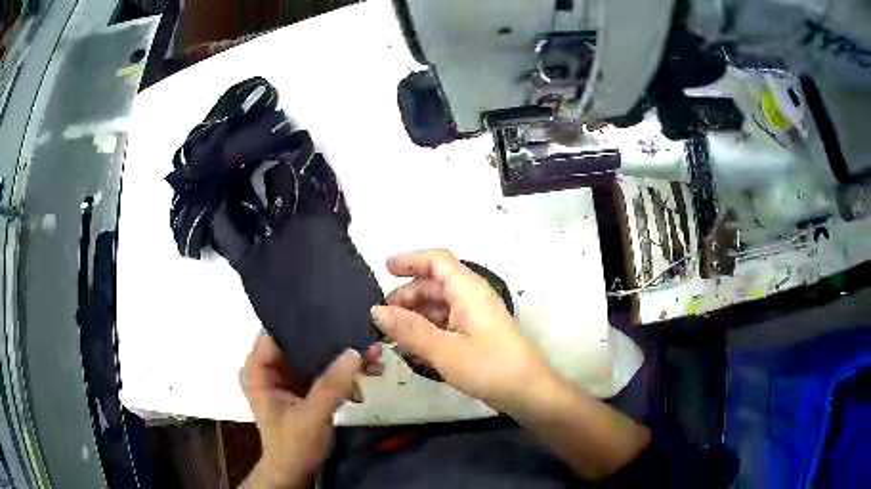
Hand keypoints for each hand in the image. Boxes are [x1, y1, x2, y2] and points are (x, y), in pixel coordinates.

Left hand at [239, 332, 378, 488]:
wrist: (295, 471)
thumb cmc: (293, 446)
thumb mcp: (310, 418)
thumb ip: (330, 386)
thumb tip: (354, 351)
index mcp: (257, 371)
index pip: (274, 332)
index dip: (300, 321)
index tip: (332, 312)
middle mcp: (270, 367)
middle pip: (297, 340)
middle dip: (328, 338)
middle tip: (360, 330)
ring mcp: (286, 375)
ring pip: (313, 353)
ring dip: (340, 354)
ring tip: (370, 350)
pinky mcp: (302, 384)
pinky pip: (322, 368)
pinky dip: (342, 369)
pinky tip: (366, 367)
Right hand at [371, 250, 558, 413]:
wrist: (527, 391)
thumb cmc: (488, 366)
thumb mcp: (444, 350)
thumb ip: (409, 329)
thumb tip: (376, 310)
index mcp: (467, 290)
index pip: (437, 260)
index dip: (410, 260)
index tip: (384, 270)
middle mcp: (472, 297)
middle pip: (435, 283)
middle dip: (407, 295)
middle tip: (383, 317)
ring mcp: (475, 316)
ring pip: (439, 304)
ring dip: (415, 315)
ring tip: (394, 335)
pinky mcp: (477, 334)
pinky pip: (447, 322)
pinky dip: (428, 329)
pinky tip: (414, 347)